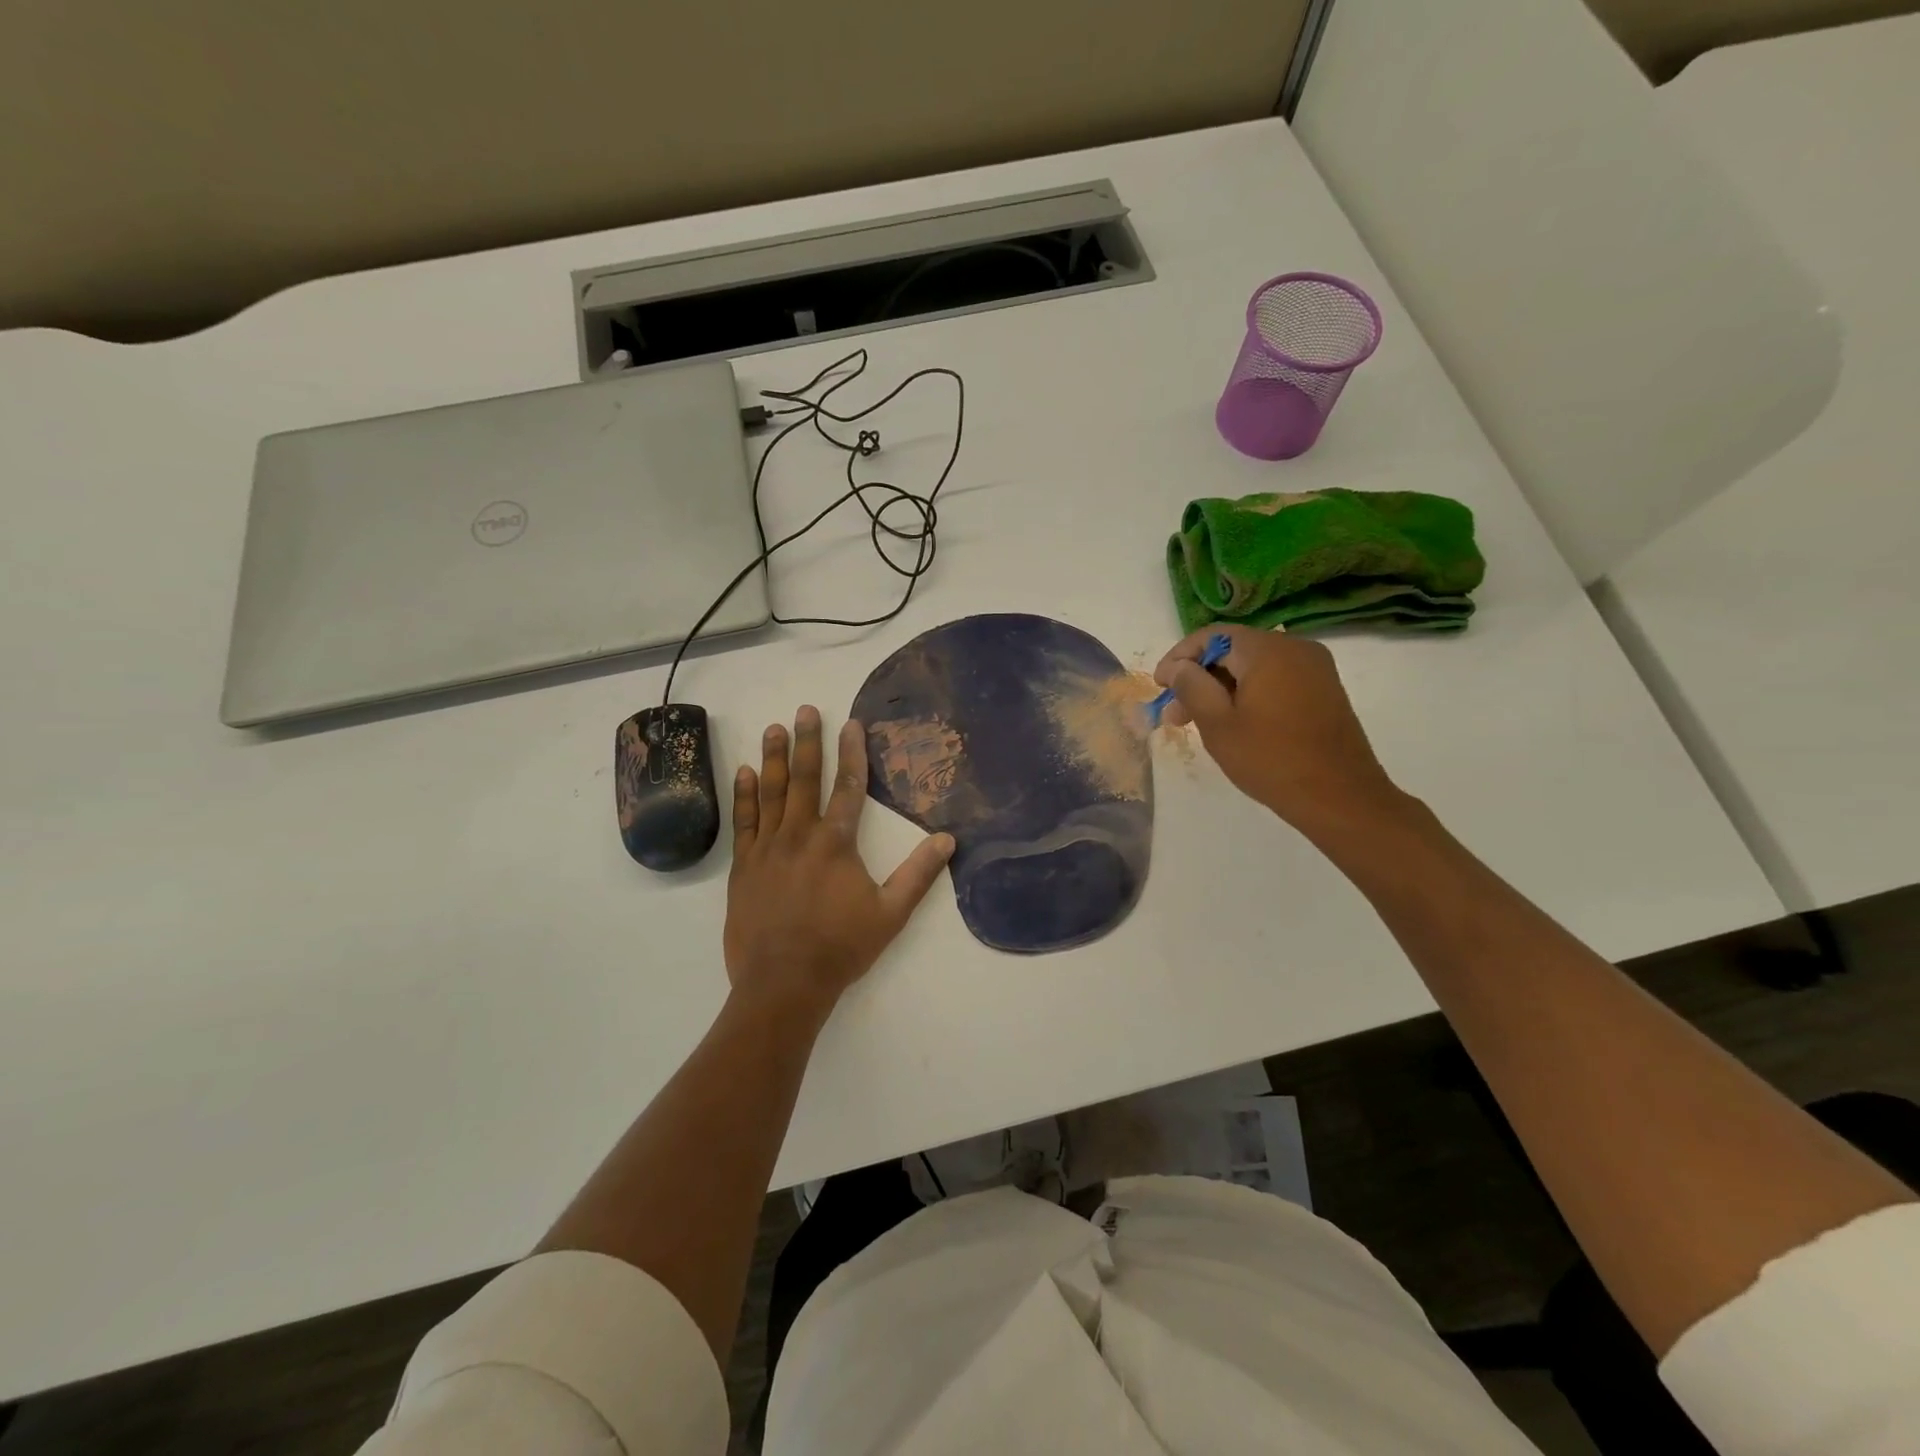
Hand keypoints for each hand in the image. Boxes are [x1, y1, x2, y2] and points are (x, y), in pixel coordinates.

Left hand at [725, 706, 954, 1021]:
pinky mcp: (743, 866)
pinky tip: (745, 772)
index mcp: (836, 843)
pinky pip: (744, 821)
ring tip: (775, 727)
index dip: (853, 753)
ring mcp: (767, 849)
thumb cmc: (841, 947)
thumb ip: (919, 874)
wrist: (783, 983)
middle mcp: (800, 835)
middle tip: (805, 710)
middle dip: (808, 742)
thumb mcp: (891, 914)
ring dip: (774, 758)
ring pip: (771, 793)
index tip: (852, 723)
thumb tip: (948, 839)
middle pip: (806, 779)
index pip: (850, 787)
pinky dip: (745, 795)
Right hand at [1153, 625, 1407, 833]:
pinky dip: (1248, 694)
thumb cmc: (1271, 760)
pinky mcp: (1323, 690)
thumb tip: (1178, 666)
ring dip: (1222, 688)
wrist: (1341, 798)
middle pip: (1233, 650)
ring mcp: (1314, 668)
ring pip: (1254, 667)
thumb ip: (1192, 687)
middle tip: (1175, 713)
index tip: (1160, 686)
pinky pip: (1275, 679)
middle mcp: (1295, 648)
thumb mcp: (1218, 724)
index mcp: (1268, 650)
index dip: (1179, 657)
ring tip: (1198, 723)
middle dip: (1199, 677)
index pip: (1212, 636)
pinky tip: (1233, 722)